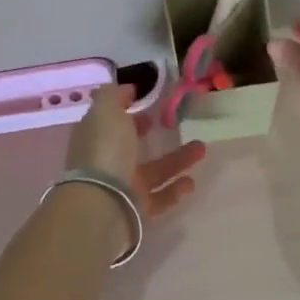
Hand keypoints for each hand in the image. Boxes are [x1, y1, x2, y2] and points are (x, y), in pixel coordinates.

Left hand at [65, 85, 206, 221]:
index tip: (148, 104)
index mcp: (96, 138)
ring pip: (154, 171)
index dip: (126, 111)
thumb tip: (127, 89)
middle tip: (174, 123)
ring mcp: (122, 187)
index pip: (110, 122)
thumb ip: (114, 95)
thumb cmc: (105, 150)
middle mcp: (107, 162)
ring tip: (202, 148)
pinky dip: (176, 189)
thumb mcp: (105, 111)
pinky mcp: (138, 210)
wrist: (103, 205)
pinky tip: (191, 181)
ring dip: (178, 159)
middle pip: (130, 146)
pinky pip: (160, 197)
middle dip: (150, 134)